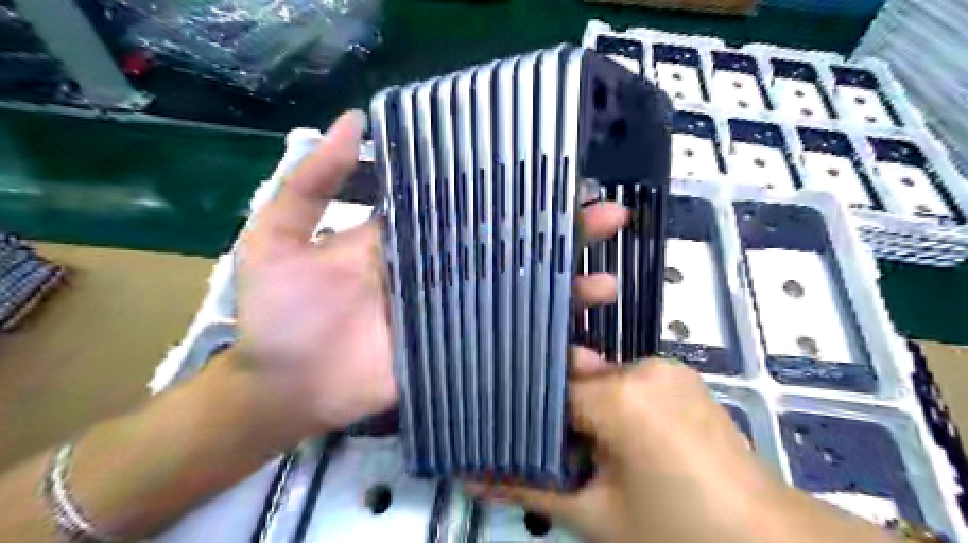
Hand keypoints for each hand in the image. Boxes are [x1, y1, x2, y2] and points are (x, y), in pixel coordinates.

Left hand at [232, 111, 628, 448]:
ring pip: (521, 297)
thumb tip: (353, 121)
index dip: (516, 192)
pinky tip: (585, 357)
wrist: (280, 386)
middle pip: (513, 247)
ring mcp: (456, 315)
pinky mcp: (459, 355)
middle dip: (563, 234)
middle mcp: (444, 271)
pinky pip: (509, 350)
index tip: (563, 178)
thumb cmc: (277, 311)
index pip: (475, 206)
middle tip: (610, 219)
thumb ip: (313, 182)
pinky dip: (547, 356)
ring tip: (606, 284)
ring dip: (567, 291)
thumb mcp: (280, 236)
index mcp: (413, 239)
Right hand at [469, 361, 899, 541]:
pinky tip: (625, 442)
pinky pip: (630, 381)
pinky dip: (616, 404)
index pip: (549, 385)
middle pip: (576, 378)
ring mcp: (668, 367)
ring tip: (594, 453)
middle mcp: (642, 367)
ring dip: (589, 410)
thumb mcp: (596, 516)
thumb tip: (468, 480)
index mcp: (620, 395)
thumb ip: (531, 489)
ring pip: (602, 378)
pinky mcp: (683, 376)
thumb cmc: (681, 535)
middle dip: (561, 413)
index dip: (528, 410)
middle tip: (558, 452)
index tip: (512, 431)